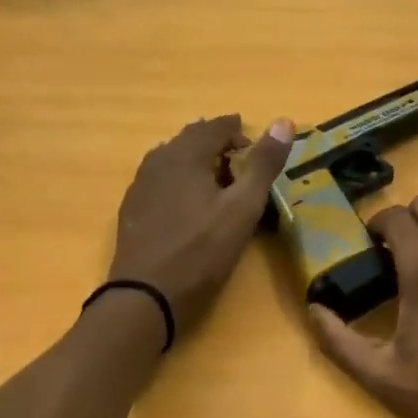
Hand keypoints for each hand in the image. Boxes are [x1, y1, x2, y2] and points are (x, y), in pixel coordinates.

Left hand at [108, 115, 293, 330]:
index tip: (257, 148)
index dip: (239, 132)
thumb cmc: (202, 250)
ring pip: (173, 158)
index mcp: (186, 154)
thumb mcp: (243, 208)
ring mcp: (140, 184)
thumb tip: (284, 122)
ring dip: (198, 161)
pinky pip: (160, 179)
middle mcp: (158, 160)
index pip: (216, 126)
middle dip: (218, 144)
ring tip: (218, 182)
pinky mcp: (132, 208)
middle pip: (191, 138)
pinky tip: (189, 204)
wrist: (146, 296)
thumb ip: (264, 164)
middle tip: (241, 164)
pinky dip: (180, 180)